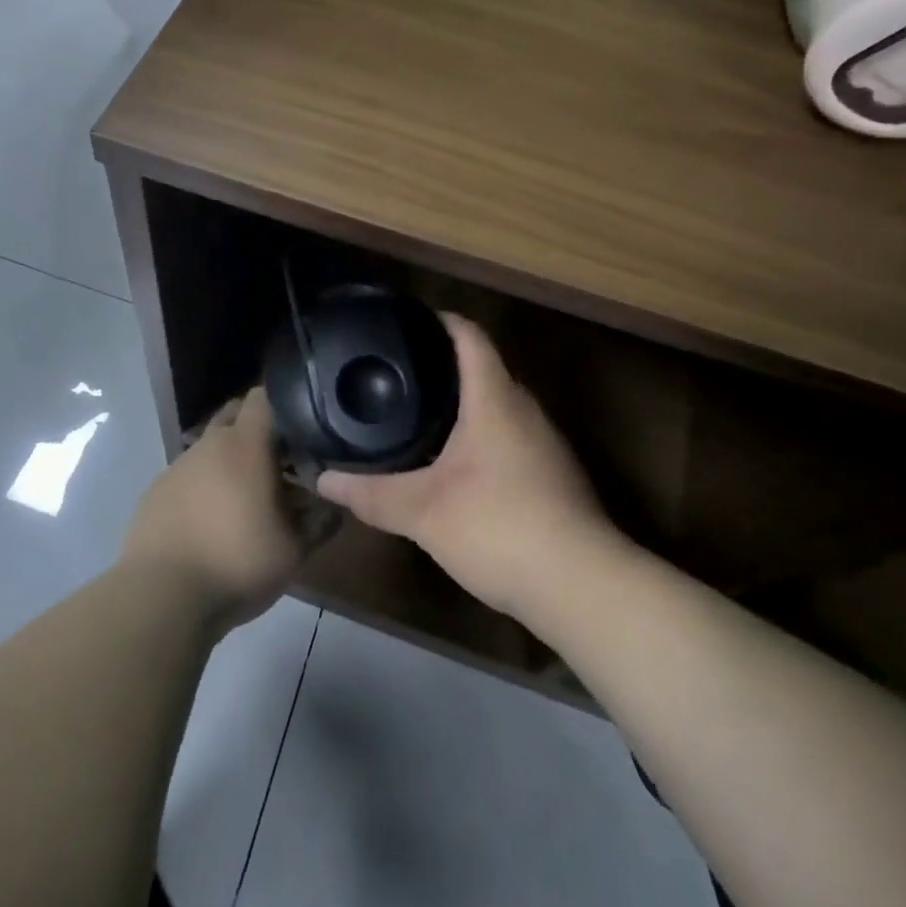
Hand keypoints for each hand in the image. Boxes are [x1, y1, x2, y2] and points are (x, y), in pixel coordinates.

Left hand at [121, 388, 321, 630]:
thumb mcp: (294, 550)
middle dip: (255, 430)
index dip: (282, 405)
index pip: (263, 397)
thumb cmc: (237, 562)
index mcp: (244, 444)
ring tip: (245, 500)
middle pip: (234, 416)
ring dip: (228, 463)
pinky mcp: (154, 492)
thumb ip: (320, 522)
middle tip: (278, 462)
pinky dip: (202, 487)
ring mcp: (177, 467)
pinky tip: (210, 521)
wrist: (162, 596)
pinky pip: (187, 477)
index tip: (300, 426)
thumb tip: (336, 505)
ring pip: (209, 449)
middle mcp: (208, 444)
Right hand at [315, 314, 610, 618]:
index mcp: (495, 399)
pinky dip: (481, 435)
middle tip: (399, 372)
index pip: (470, 337)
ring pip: (499, 406)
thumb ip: (372, 493)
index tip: (408, 320)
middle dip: (444, 365)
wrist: (583, 586)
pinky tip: (456, 463)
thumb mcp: (423, 512)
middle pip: (485, 368)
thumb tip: (322, 480)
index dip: (441, 320)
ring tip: (419, 412)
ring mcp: (545, 444)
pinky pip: (510, 436)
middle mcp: (525, 410)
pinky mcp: (553, 476)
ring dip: (464, 403)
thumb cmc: (499, 527)